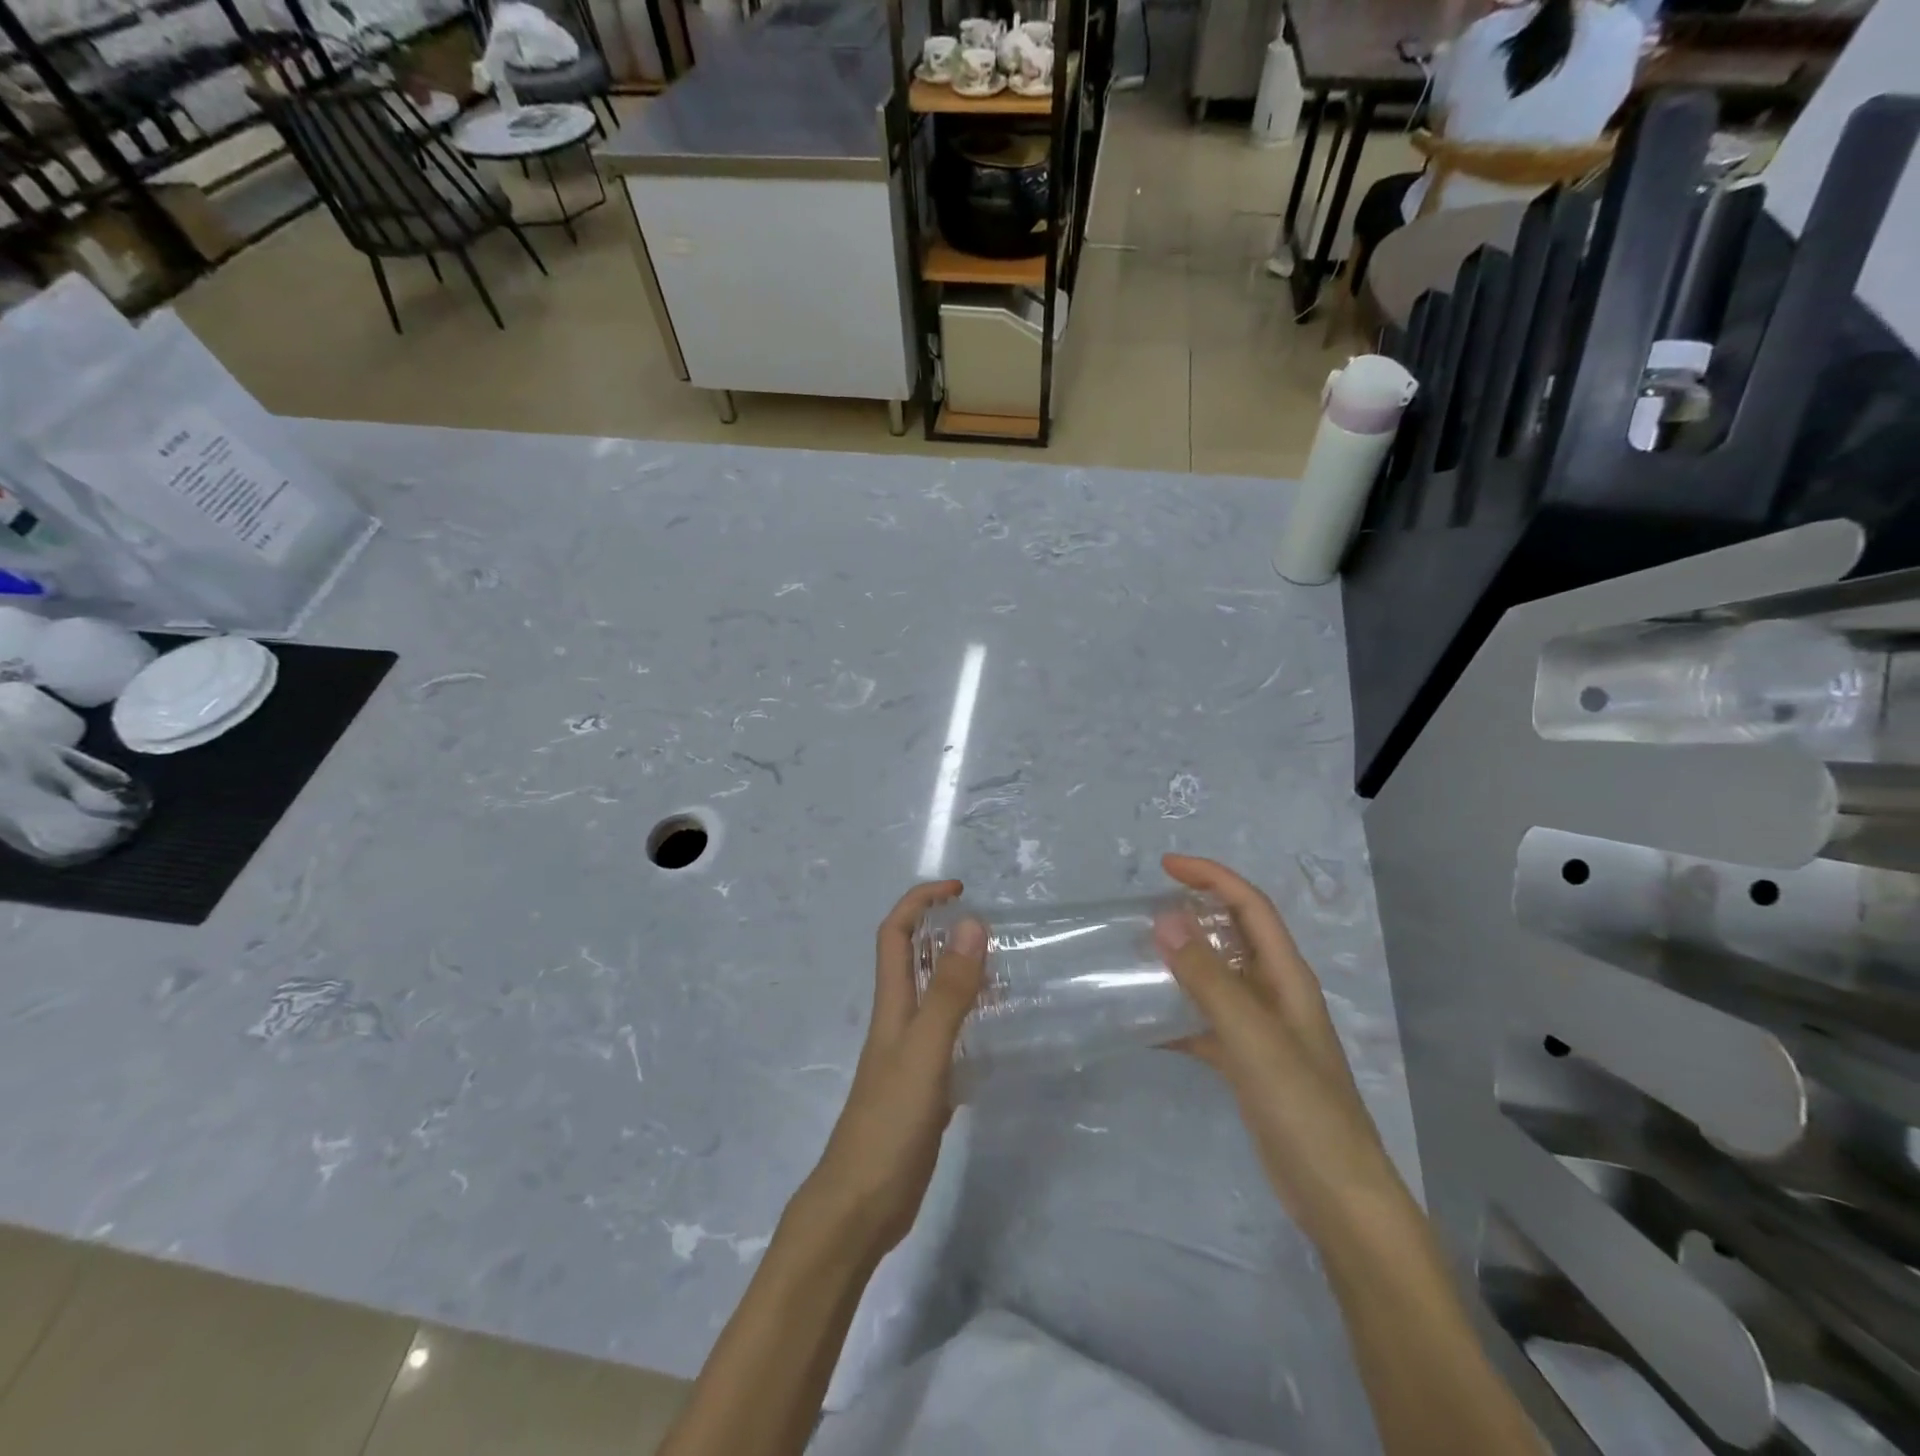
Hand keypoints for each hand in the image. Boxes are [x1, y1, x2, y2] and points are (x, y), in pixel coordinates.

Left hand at [797, 880, 984, 1261]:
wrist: (861, 1207)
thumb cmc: (888, 1123)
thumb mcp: (924, 1051)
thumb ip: (949, 992)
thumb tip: (971, 924)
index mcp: (892, 1005)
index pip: (896, 934)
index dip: (920, 902)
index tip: (959, 890)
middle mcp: (898, 1022)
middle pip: (914, 960)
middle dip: (943, 932)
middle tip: (991, 929)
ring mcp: (909, 1056)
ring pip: (934, 998)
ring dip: (960, 974)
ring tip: (1004, 971)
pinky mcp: (924, 1087)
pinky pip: (948, 1037)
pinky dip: (970, 1021)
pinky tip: (996, 1033)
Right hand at [1153, 854, 1403, 1239]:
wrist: (1336, 1197)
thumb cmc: (1302, 1107)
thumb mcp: (1252, 1036)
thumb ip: (1208, 978)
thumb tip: (1165, 919)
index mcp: (1287, 977)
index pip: (1250, 907)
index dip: (1212, 877)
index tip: (1166, 866)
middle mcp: (1276, 995)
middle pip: (1235, 936)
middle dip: (1195, 912)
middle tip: (1144, 909)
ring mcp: (1262, 1031)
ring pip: (1217, 978)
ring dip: (1183, 961)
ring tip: (1138, 955)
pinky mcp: (1248, 1064)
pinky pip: (1206, 1023)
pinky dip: (1178, 1016)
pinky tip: (1145, 1024)